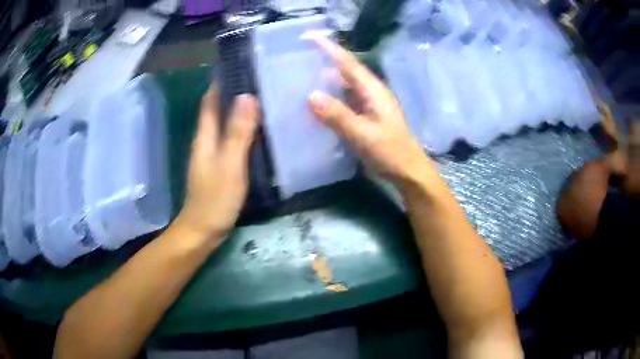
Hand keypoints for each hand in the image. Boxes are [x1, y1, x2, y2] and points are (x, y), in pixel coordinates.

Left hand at [177, 85, 259, 238]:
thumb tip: (247, 96)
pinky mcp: (220, 166)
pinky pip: (232, 140)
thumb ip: (237, 132)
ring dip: (240, 110)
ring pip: (226, 124)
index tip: (241, 64)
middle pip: (218, 109)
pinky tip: (261, 130)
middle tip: (262, 79)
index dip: (221, 80)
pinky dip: (243, 130)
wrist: (202, 231)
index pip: (211, 99)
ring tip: (266, 98)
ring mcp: (213, 154)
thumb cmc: (214, 199)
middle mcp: (207, 140)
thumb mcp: (229, 164)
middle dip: (235, 92)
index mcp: (205, 136)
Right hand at [308, 38, 433, 185]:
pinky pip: (346, 101)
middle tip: (301, 56)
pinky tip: (319, 103)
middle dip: (326, 61)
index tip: (310, 37)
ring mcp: (370, 105)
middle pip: (347, 71)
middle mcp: (372, 93)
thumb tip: (311, 95)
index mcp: (374, 91)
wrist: (409, 172)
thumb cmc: (391, 152)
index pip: (348, 63)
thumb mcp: (364, 135)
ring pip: (346, 86)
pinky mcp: (368, 118)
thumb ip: (339, 116)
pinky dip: (332, 99)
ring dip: (327, 80)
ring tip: (304, 76)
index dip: (329, 49)